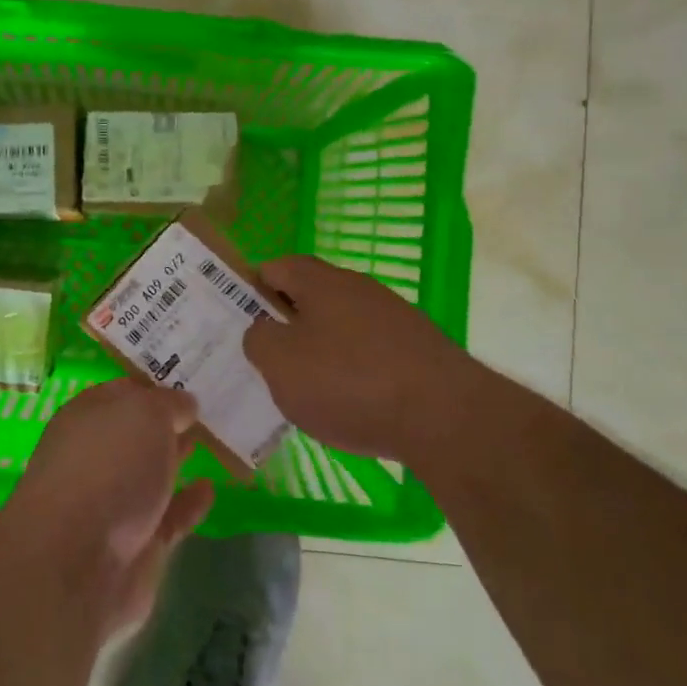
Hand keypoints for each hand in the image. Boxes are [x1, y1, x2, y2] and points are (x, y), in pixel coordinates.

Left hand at [2, 379, 215, 634]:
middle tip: (209, 409)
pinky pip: (168, 517)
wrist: (78, 562)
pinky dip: (188, 503)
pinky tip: (210, 489)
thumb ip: (169, 404)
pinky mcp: (135, 545)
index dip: (155, 385)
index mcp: (87, 416)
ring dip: (177, 459)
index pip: (124, 392)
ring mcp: (113, 502)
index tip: (190, 379)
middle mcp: (96, 455)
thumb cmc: (108, 466)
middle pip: (136, 433)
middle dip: (167, 422)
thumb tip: (185, 404)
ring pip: (151, 473)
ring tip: (214, 443)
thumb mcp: (145, 413)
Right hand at [244, 254, 467, 460]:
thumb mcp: (280, 364)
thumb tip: (264, 331)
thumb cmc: (349, 382)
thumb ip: (258, 339)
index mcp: (321, 281)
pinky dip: (356, 373)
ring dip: (322, 350)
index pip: (276, 267)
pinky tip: (354, 406)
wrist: (446, 418)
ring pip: (342, 326)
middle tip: (269, 360)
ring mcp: (395, 318)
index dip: (252, 289)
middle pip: (311, 296)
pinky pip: (372, 353)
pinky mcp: (420, 350)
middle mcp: (359, 288)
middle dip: (287, 324)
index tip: (240, 321)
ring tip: (309, 391)